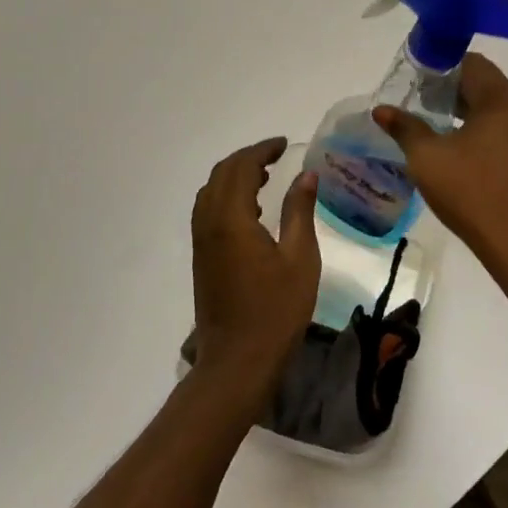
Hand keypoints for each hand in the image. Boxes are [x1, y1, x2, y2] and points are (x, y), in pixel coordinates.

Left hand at [190, 138, 320, 410]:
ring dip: (234, 176)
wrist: (237, 362)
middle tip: (276, 156)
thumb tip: (306, 176)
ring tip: (265, 177)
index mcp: (231, 219)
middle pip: (220, 174)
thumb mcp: (300, 258)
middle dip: (247, 158)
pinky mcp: (201, 258)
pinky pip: (208, 210)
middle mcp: (209, 224)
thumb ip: (300, 211)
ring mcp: (201, 242)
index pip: (241, 168)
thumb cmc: (275, 311)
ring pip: (210, 192)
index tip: (284, 144)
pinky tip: (250, 209)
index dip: (262, 150)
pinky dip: (226, 196)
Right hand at [373, 54, 507, 286]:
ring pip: (495, 105)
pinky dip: (481, 126)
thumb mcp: (428, 159)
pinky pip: (505, 125)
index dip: (441, 66)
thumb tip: (381, 110)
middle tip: (418, 102)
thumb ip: (405, 128)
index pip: (472, 63)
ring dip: (466, 108)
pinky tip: (457, 146)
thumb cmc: (472, 193)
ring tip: (433, 124)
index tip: (415, 81)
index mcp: (503, 99)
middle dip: (450, 88)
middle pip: (485, 82)